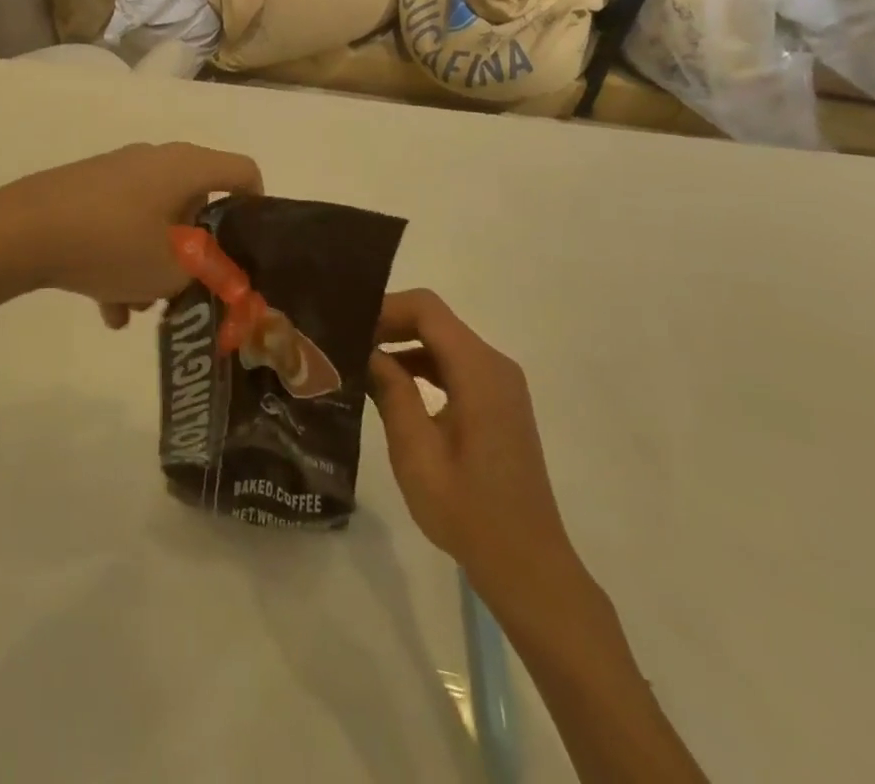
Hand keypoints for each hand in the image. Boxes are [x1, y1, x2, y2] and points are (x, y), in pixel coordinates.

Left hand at [0, 143, 261, 320]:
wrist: (22, 230)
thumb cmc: (112, 244)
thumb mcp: (173, 270)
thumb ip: (209, 273)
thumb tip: (220, 271)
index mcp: (185, 167)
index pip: (242, 172)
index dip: (257, 209)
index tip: (250, 250)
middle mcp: (155, 160)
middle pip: (195, 204)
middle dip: (195, 253)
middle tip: (188, 291)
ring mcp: (117, 174)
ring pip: (155, 221)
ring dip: (155, 265)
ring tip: (139, 309)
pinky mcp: (86, 190)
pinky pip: (120, 225)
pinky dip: (122, 262)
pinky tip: (108, 310)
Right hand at [367, 289, 583, 605]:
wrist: (528, 566)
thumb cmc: (469, 511)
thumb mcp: (416, 452)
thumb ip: (391, 392)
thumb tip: (368, 352)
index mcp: (479, 371)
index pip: (426, 309)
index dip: (384, 308)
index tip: (348, 326)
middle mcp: (494, 366)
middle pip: (435, 320)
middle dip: (389, 324)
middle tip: (345, 342)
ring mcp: (500, 385)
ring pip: (443, 342)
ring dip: (402, 346)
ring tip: (359, 362)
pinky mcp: (498, 404)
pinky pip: (454, 366)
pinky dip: (421, 366)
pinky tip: (389, 388)